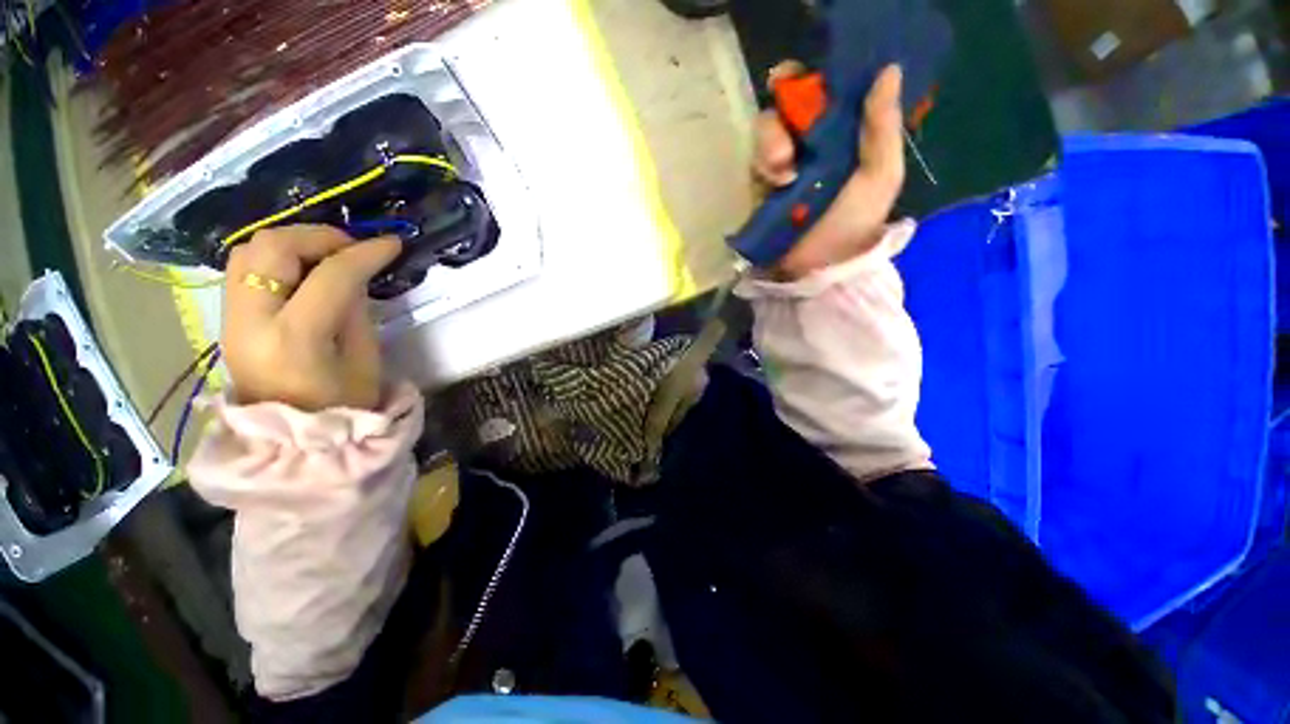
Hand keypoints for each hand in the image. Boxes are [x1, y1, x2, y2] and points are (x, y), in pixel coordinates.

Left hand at [222, 225, 401, 410]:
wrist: (291, 441)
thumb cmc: (341, 406)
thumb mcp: (364, 360)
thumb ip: (356, 310)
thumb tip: (355, 274)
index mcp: (294, 338)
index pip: (330, 276)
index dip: (364, 253)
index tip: (392, 244)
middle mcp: (250, 320)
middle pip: (272, 248)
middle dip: (319, 236)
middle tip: (354, 246)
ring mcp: (230, 318)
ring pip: (249, 250)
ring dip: (293, 242)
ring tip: (329, 254)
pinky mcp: (227, 319)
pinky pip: (244, 269)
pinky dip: (276, 258)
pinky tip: (304, 269)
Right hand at [753, 63, 905, 280]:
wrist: (816, 269)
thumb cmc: (852, 225)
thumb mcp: (879, 178)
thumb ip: (883, 129)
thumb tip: (889, 71)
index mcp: (841, 135)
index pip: (822, 93)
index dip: (810, 79)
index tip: (806, 82)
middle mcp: (809, 144)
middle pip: (784, 108)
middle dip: (781, 118)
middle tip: (790, 145)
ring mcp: (781, 166)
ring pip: (764, 134)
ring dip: (770, 145)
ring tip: (783, 174)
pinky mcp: (759, 188)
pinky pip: (752, 164)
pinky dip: (761, 168)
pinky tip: (775, 185)